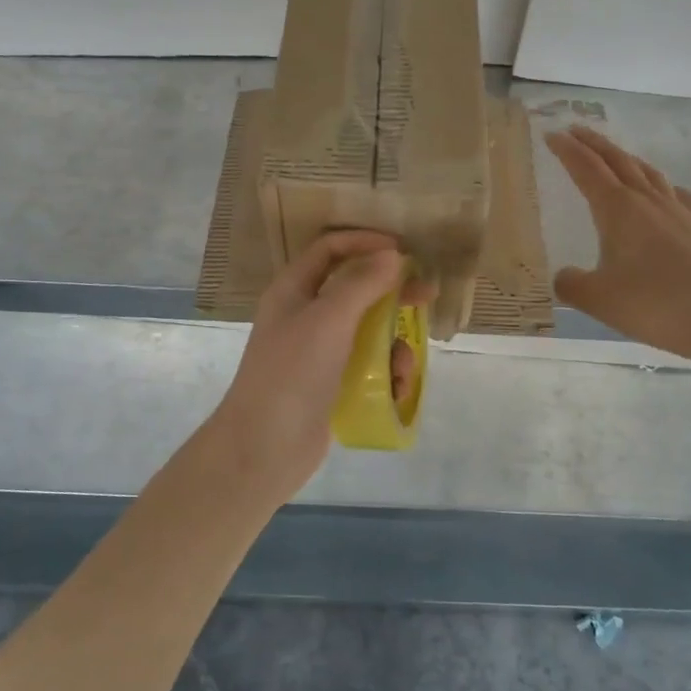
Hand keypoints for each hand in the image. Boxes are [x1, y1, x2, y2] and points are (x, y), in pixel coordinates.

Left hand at [209, 231, 435, 500]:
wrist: (264, 448)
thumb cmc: (292, 373)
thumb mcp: (328, 320)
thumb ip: (362, 284)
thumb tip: (392, 256)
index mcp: (293, 290)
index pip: (330, 249)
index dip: (365, 242)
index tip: (402, 251)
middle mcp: (304, 315)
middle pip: (354, 289)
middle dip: (391, 293)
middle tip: (426, 297)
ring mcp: (317, 352)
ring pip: (366, 331)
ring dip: (392, 343)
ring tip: (404, 366)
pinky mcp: (330, 383)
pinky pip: (366, 365)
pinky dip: (385, 372)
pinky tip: (396, 389)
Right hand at [545, 125, 690, 376]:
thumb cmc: (653, 304)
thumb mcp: (598, 299)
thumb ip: (572, 284)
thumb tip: (564, 276)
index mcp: (617, 209)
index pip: (586, 169)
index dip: (566, 151)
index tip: (551, 135)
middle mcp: (648, 201)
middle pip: (617, 161)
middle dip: (594, 144)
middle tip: (575, 131)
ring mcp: (679, 211)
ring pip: (648, 173)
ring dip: (626, 159)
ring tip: (615, 157)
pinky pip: (678, 195)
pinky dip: (663, 186)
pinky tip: (665, 195)